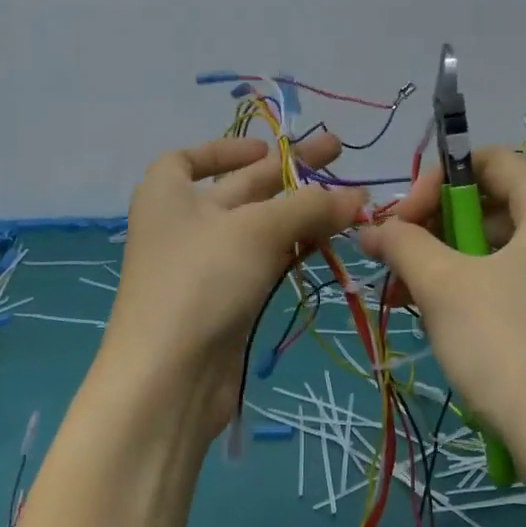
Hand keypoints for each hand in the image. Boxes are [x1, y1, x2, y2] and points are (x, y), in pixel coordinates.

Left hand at [100, 133, 364, 442]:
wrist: (169, 378)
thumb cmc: (200, 281)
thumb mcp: (256, 230)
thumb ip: (309, 207)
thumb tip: (358, 195)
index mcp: (167, 194)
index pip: (188, 159)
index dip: (225, 149)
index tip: (266, 147)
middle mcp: (184, 225)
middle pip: (240, 188)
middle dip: (289, 171)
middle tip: (339, 153)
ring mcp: (206, 266)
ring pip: (261, 228)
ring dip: (302, 212)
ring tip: (351, 200)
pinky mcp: (228, 300)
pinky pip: (266, 262)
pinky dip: (296, 248)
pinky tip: (331, 239)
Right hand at [359, 146, 525, 479]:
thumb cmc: (509, 347)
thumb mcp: (443, 287)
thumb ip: (402, 243)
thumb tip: (369, 227)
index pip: (485, 160)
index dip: (433, 182)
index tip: (400, 224)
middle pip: (493, 204)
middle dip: (434, 230)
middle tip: (397, 267)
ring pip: (502, 249)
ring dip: (449, 265)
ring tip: (410, 300)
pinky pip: (522, 283)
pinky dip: (479, 292)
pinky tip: (449, 326)